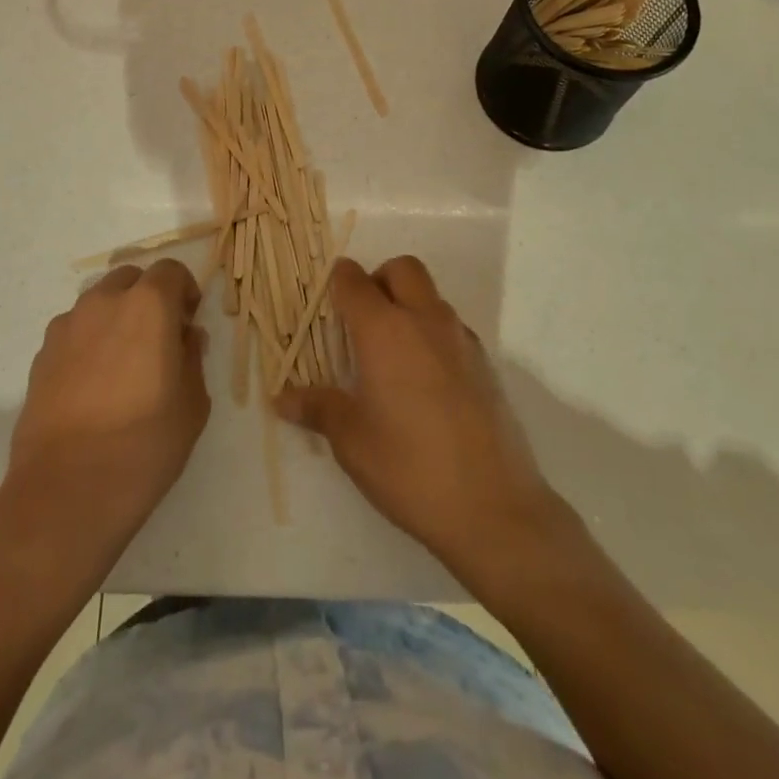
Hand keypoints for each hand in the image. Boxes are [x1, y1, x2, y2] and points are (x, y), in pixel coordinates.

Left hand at [4, 260, 209, 558]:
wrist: (67, 491)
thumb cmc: (144, 444)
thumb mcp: (192, 403)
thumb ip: (192, 358)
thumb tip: (185, 337)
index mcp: (147, 305)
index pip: (170, 271)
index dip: (184, 291)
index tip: (189, 322)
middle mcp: (103, 302)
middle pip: (130, 279)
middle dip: (148, 298)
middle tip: (159, 338)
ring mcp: (66, 327)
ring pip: (98, 303)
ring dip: (116, 317)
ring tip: (123, 364)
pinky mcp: (41, 355)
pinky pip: (74, 331)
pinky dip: (89, 342)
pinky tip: (94, 385)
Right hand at [276, 256, 571, 590]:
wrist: (495, 508)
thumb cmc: (410, 468)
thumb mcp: (352, 441)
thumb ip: (318, 408)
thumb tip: (282, 399)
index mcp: (385, 331)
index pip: (354, 281)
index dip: (337, 281)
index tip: (325, 299)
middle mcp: (426, 321)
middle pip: (402, 269)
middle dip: (378, 280)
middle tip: (361, 321)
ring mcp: (462, 340)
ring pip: (431, 296)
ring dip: (408, 306)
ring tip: (390, 356)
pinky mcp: (486, 364)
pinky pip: (452, 328)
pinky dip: (432, 334)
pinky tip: (424, 382)